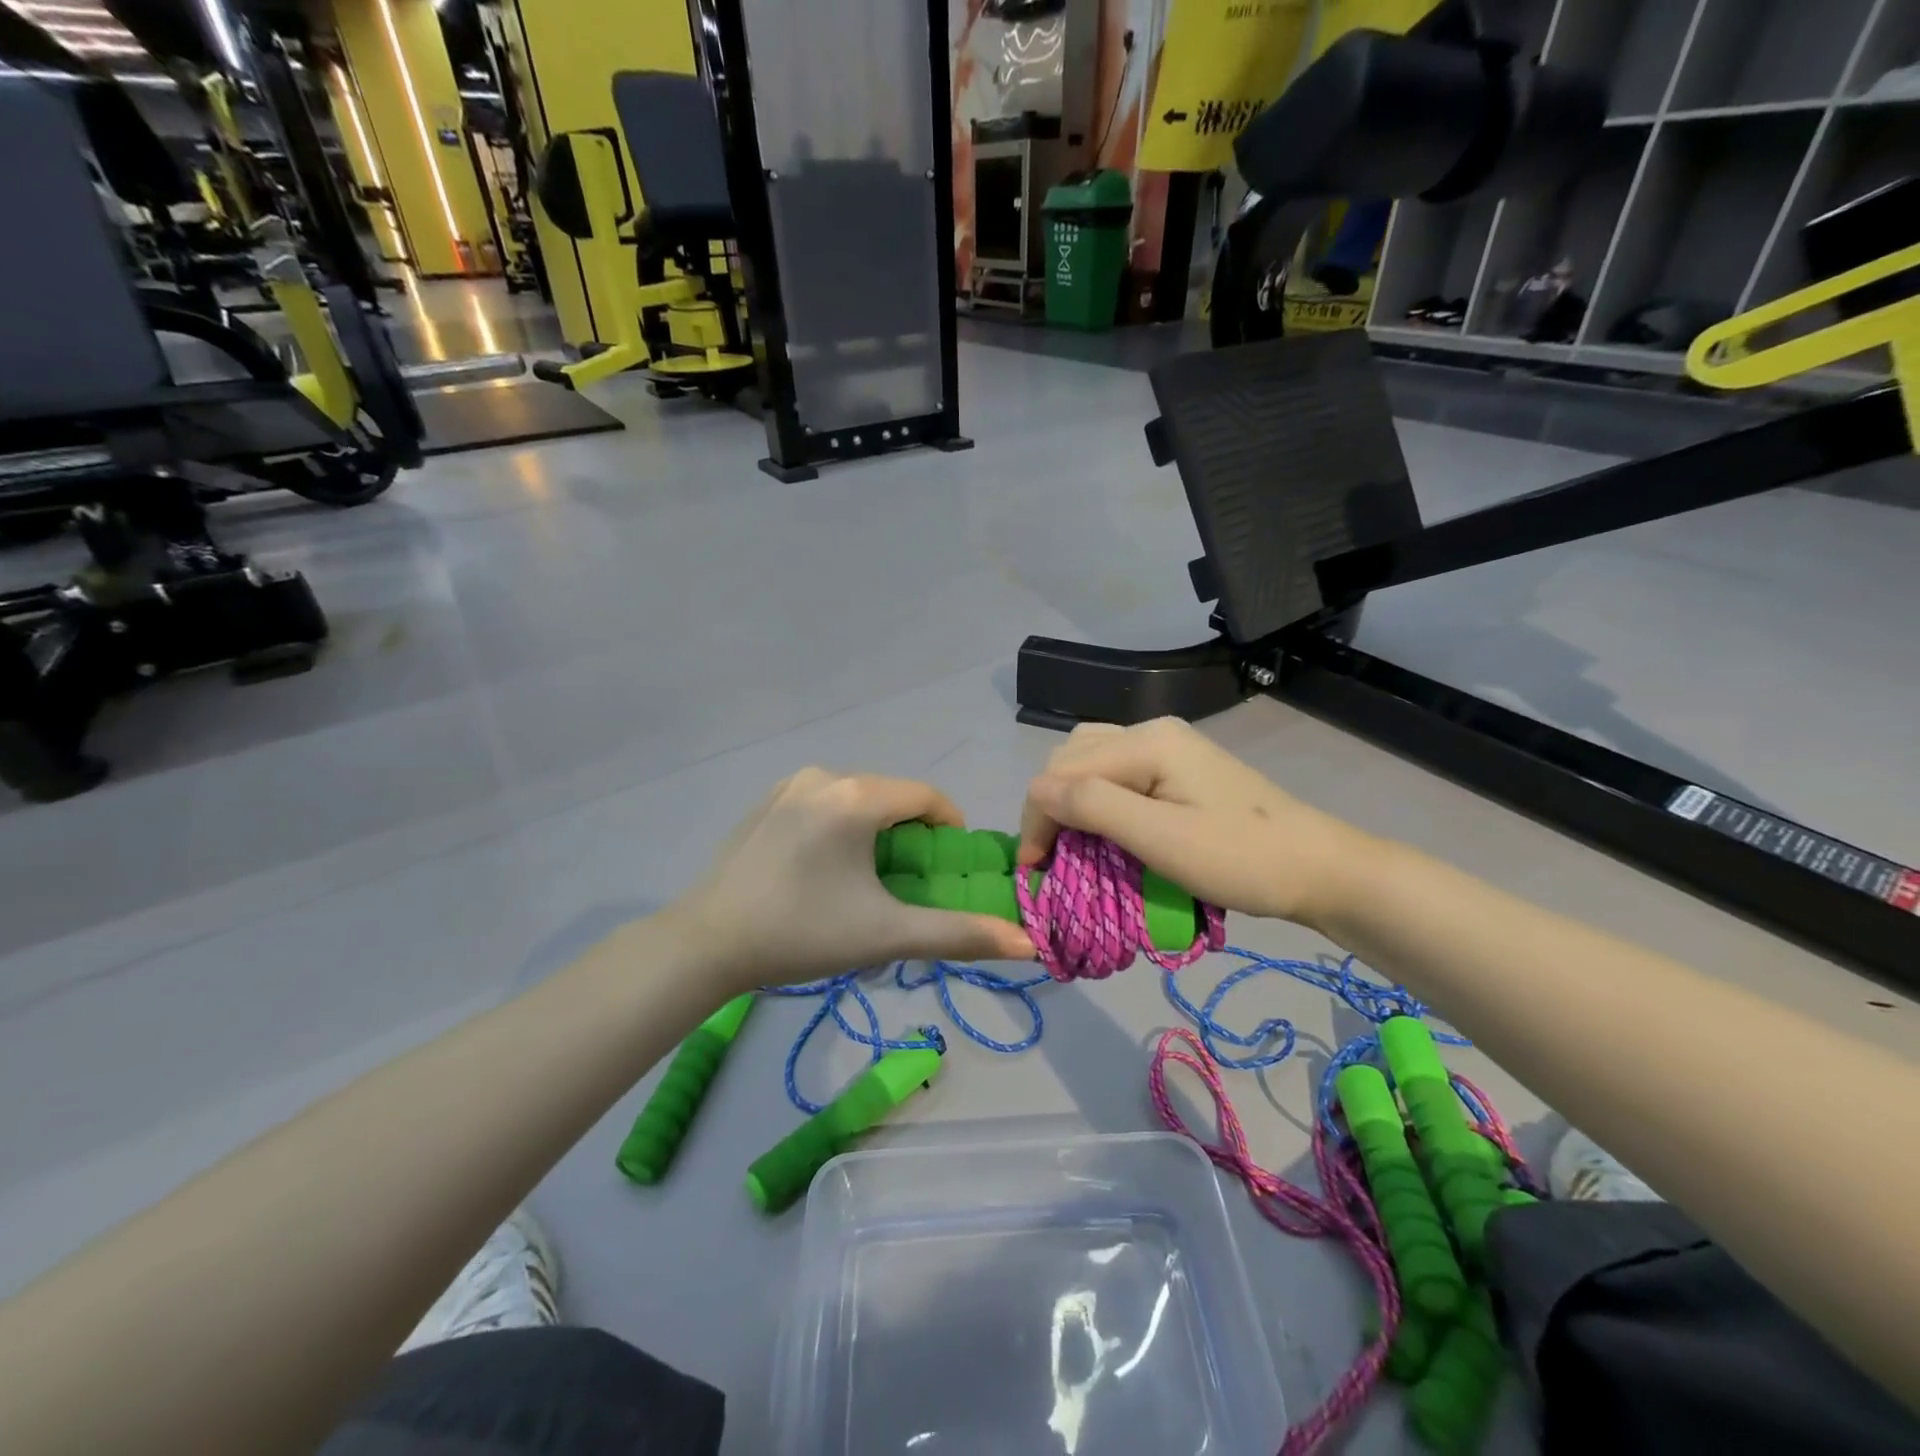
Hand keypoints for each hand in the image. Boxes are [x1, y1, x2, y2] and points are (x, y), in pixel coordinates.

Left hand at [671, 769, 1035, 992]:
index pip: (928, 798)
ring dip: (875, 832)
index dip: (950, 831)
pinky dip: (841, 828)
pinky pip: (825, 804)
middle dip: (910, 836)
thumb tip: (1029, 944)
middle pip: (892, 797)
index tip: (946, 872)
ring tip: (865, 883)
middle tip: (906, 885)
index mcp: (856, 796)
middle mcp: (825, 775)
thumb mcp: (886, 935)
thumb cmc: (802, 934)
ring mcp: (790, 785)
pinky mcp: (767, 800)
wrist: (706, 944)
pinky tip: (822, 872)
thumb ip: (959, 935)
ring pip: (858, 800)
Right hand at [1018, 718, 1373, 929]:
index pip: (1062, 770)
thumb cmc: (1240, 859)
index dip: (1038, 818)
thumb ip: (1094, 806)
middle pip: (1071, 757)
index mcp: (1145, 741)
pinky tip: (1103, 825)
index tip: (1034, 872)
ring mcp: (1167, 745)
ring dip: (1070, 799)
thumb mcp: (1160, 838)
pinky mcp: (1177, 766)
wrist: (1317, 867)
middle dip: (1050, 806)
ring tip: (1070, 842)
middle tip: (1051, 859)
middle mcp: (1150, 730)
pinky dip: (1096, 798)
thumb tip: (1035, 791)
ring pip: (1090, 760)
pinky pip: (1116, 771)